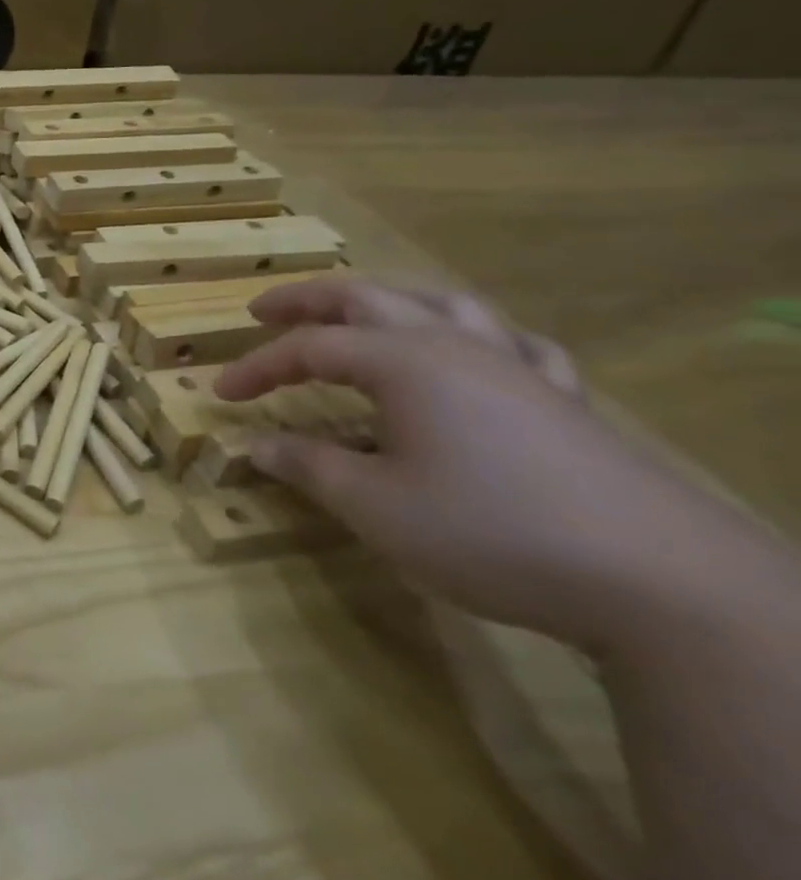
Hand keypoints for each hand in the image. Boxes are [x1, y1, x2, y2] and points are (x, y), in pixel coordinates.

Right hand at [215, 277, 726, 651]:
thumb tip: (253, 445)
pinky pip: (516, 346)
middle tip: (263, 311)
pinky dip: (479, 338)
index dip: (257, 367)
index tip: (220, 393)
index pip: (308, 349)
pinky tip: (479, 353)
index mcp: (404, 363)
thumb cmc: (489, 531)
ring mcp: (515, 367)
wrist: (659, 581)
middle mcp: (454, 346)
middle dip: (306, 301)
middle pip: (367, 298)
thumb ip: (308, 466)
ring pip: (442, 304)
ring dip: (387, 300)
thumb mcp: (375, 505)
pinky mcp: (564, 400)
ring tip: (360, 312)